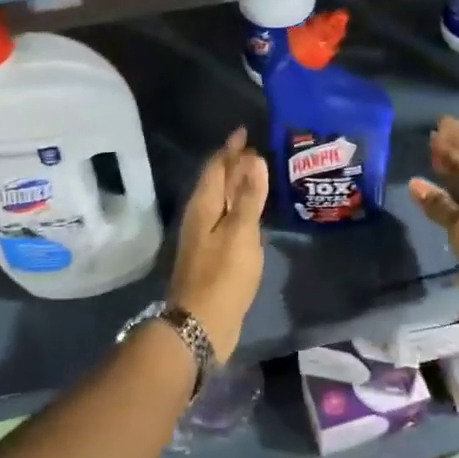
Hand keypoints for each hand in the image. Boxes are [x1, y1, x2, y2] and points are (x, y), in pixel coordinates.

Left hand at [169, 128, 268, 360]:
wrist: (201, 324)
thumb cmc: (223, 276)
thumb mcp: (241, 233)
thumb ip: (249, 197)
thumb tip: (254, 159)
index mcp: (204, 206)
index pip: (216, 167)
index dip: (230, 149)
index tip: (245, 132)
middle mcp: (200, 216)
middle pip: (217, 182)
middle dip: (234, 164)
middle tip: (256, 149)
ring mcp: (204, 236)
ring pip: (221, 201)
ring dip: (237, 186)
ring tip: (258, 174)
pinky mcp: (212, 254)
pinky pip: (226, 219)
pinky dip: (239, 208)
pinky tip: (253, 213)